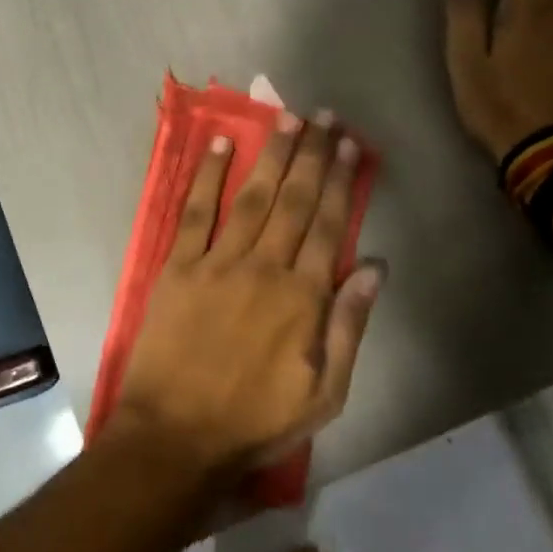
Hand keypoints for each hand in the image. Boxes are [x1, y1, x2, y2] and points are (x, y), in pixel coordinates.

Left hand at [109, 112, 384, 479]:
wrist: (176, 436)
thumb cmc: (255, 421)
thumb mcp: (324, 393)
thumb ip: (349, 326)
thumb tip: (375, 268)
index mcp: (302, 298)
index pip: (328, 225)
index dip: (341, 181)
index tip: (350, 145)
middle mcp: (264, 268)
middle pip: (293, 200)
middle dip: (311, 154)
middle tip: (324, 115)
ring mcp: (217, 263)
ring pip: (251, 197)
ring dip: (270, 154)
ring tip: (286, 117)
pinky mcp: (178, 267)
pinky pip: (194, 212)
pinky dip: (207, 177)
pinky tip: (220, 145)